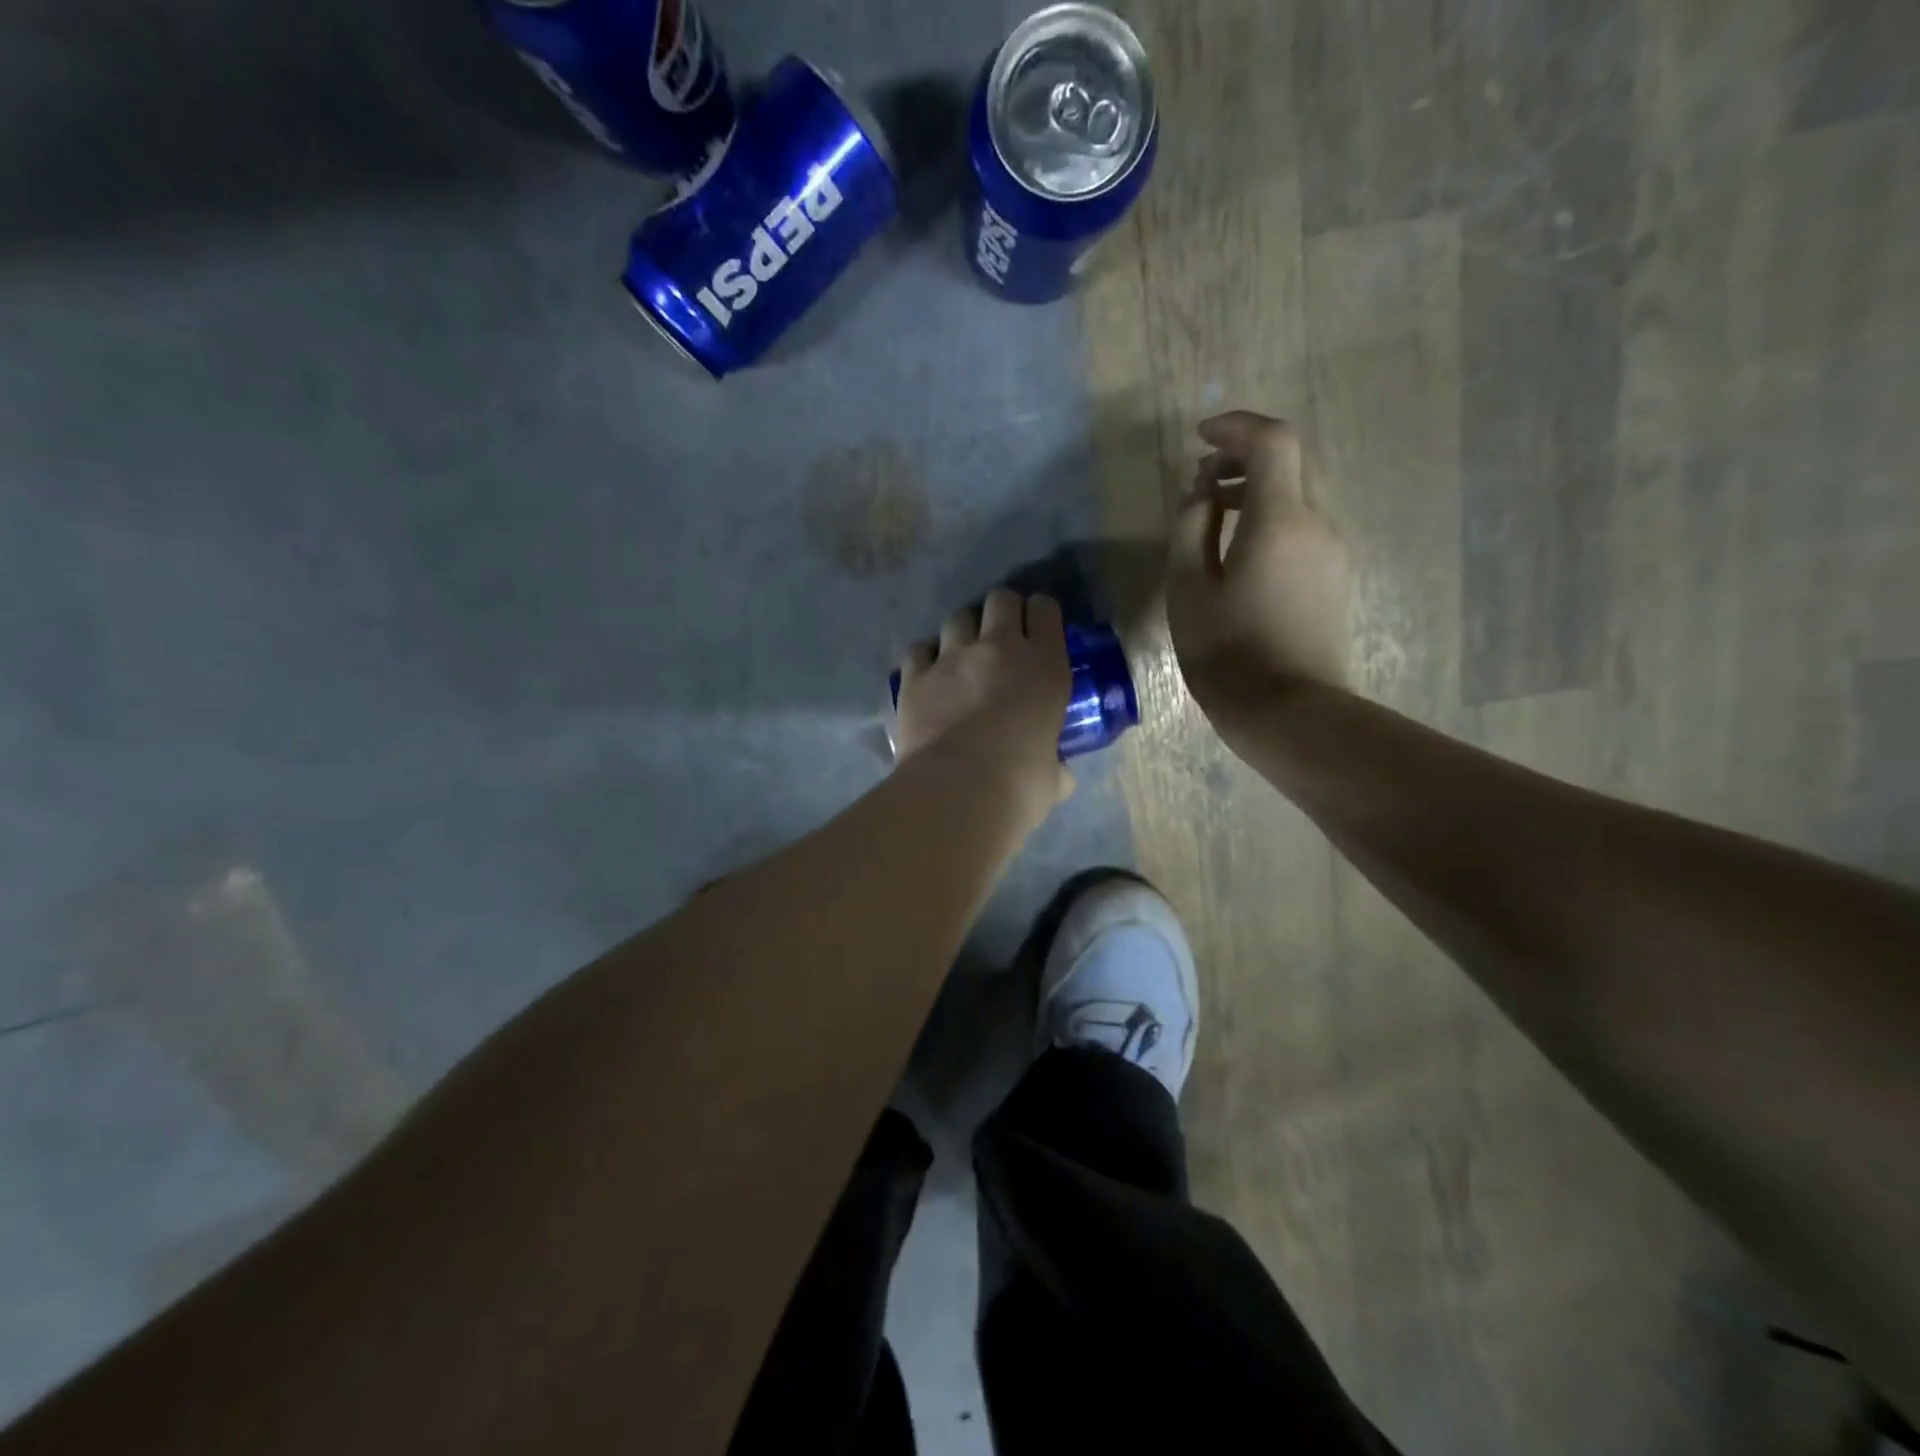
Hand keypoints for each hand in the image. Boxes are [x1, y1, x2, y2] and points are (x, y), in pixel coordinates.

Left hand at [893, 590, 1073, 818]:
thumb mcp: (1053, 775)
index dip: (1041, 614)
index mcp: (1045, 666)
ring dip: (963, 633)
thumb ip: (1056, 765)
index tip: (1038, 629)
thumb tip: (1060, 774)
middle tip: (1001, 638)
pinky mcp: (915, 675)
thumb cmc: (1019, 785)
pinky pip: (919, 649)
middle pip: (1000, 599)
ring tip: (962, 658)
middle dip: (1002, 612)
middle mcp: (1000, 649)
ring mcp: (953, 657)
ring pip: (957, 618)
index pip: (1045, 610)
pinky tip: (928, 676)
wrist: (957, 791)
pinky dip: (925, 658)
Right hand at [1166, 411, 1350, 709]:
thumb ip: (1192, 528)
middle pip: (1287, 468)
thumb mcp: (1189, 589)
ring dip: (1254, 497)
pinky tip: (1239, 560)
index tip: (1200, 438)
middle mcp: (1317, 525)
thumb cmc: (1228, 651)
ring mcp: (1332, 554)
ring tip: (1212, 524)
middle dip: (1241, 463)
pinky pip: (1301, 533)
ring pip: (1294, 502)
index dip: (1237, 427)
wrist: (1290, 712)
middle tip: (1199, 487)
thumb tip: (1204, 492)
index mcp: (1280, 520)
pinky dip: (1269, 526)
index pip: (1273, 441)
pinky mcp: (1334, 580)